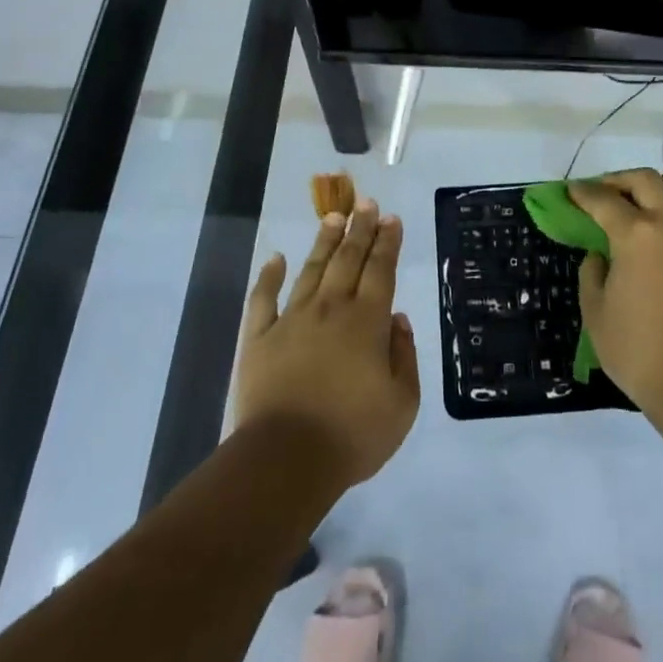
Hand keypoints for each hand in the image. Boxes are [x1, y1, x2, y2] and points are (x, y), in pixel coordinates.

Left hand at [234, 200, 420, 490]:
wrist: (285, 459)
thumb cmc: (352, 434)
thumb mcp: (401, 404)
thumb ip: (404, 356)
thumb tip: (398, 320)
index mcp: (367, 322)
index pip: (380, 270)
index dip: (387, 242)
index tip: (391, 218)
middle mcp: (330, 309)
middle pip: (348, 260)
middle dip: (359, 228)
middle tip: (366, 202)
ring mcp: (291, 321)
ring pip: (311, 270)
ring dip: (324, 242)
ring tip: (332, 217)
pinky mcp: (258, 339)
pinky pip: (263, 300)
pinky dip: (268, 276)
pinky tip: (275, 258)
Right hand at [570, 169, 662, 412]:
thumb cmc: (640, 351)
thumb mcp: (597, 315)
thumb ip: (593, 276)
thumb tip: (600, 256)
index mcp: (636, 234)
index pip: (603, 200)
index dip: (584, 193)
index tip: (573, 191)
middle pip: (648, 182)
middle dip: (622, 180)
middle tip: (607, 192)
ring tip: (660, 212)